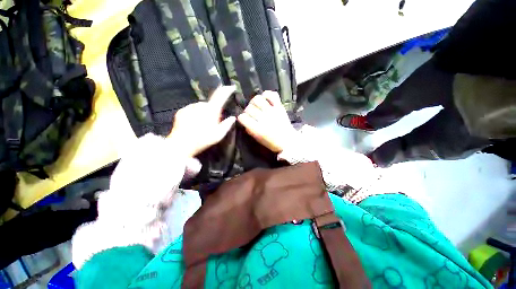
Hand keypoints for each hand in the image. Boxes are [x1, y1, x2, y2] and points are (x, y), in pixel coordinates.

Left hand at [169, 86, 235, 156]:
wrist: (181, 144)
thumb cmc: (202, 140)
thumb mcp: (219, 135)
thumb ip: (227, 125)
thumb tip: (233, 118)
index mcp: (211, 111)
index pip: (220, 96)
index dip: (227, 91)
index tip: (231, 87)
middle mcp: (200, 106)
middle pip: (210, 104)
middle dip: (213, 110)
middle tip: (212, 123)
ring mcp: (190, 107)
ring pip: (201, 107)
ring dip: (204, 113)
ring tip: (202, 125)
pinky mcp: (182, 111)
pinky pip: (192, 109)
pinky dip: (195, 114)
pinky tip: (193, 124)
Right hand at [237, 91, 297, 152]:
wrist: (288, 141)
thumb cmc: (272, 142)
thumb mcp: (258, 140)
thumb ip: (250, 130)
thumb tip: (245, 121)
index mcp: (257, 129)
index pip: (243, 118)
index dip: (241, 118)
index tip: (243, 119)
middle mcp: (264, 118)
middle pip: (249, 108)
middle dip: (247, 111)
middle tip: (250, 114)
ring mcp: (272, 111)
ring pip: (257, 99)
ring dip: (254, 102)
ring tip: (256, 106)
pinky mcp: (279, 107)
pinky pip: (272, 94)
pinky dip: (267, 94)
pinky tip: (265, 99)